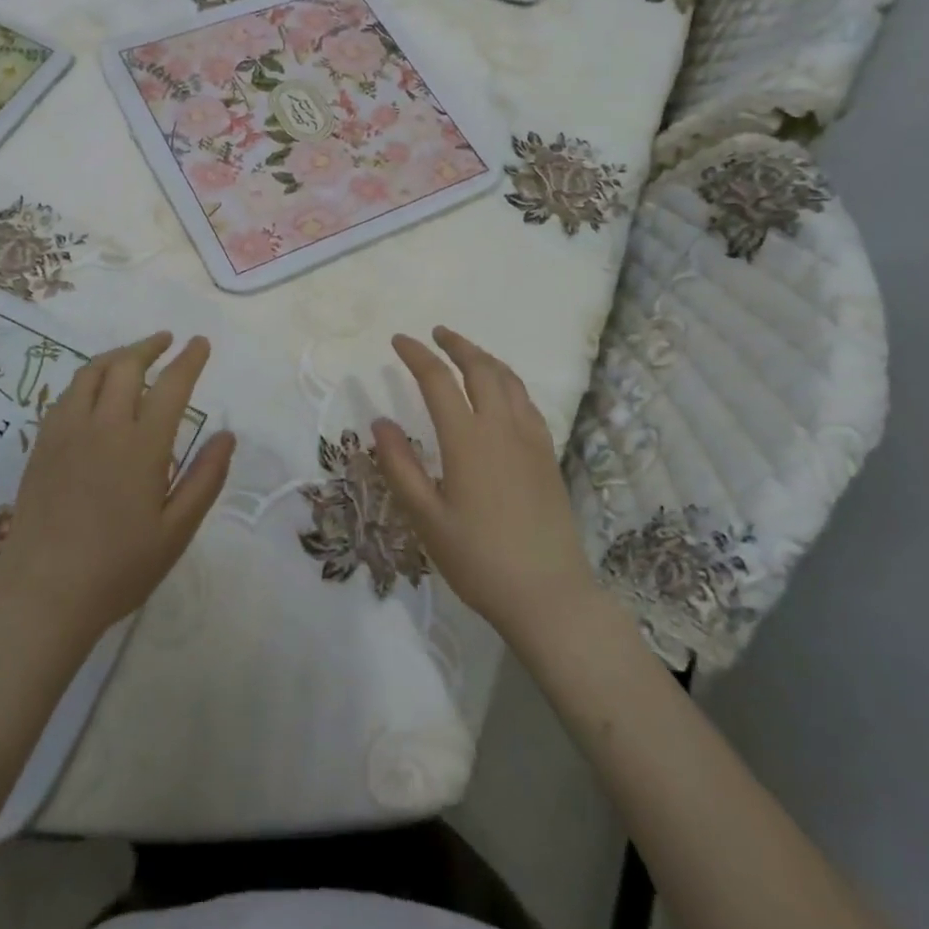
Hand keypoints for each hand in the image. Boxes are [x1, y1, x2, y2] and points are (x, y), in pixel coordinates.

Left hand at [0, 333, 233, 651]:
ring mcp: (66, 433)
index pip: (171, 385)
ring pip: (91, 373)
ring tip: (132, 356)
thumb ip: (205, 479)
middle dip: (150, 346)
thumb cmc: (118, 569)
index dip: (189, 359)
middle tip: (167, 342)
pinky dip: (88, 380)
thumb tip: (227, 435)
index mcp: (141, 446)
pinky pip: (66, 395)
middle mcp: (103, 427)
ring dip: (117, 356)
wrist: (42, 597)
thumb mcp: (176, 531)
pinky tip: (94, 392)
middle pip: (126, 366)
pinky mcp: (41, 446)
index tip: (200, 343)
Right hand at [373, 327, 598, 643]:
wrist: (548, 594)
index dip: (416, 355)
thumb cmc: (478, 559)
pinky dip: (508, 381)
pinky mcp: (547, 454)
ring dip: (484, 358)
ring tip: (467, 353)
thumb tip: (380, 422)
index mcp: (467, 439)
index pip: (437, 380)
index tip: (398, 341)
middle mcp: (501, 427)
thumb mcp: (426, 518)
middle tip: (437, 334)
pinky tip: (502, 392)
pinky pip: (527, 401)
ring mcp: (530, 438)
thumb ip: (400, 466)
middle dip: (456, 344)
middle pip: (480, 368)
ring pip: (509, 379)